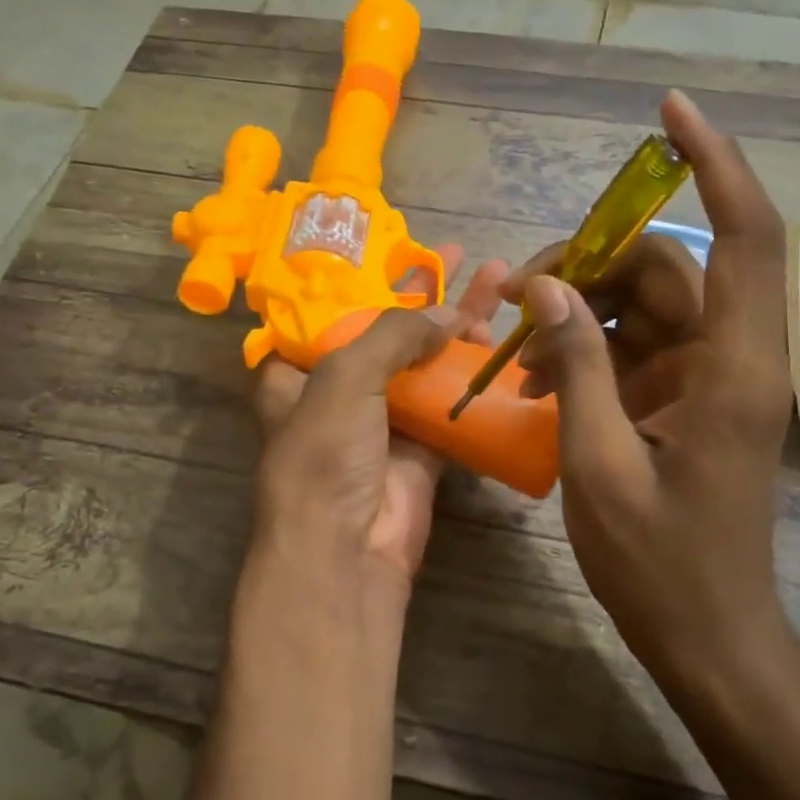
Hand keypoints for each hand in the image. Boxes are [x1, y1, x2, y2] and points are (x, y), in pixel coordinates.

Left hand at [251, 245, 507, 609]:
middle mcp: (338, 391)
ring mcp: (383, 419)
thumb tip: (445, 314)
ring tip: (500, 283)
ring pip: (424, 362)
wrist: (348, 550)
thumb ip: (392, 334)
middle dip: (423, 294)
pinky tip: (502, 339)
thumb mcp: (344, 377)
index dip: (363, 278)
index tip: (400, 248)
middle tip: (461, 256)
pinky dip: (474, 374)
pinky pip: (451, 401)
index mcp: (297, 372)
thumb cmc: (325, 455)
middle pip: (386, 332)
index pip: (329, 312)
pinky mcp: (422, 447)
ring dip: (458, 326)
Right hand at [506, 91, 795, 699]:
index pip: (743, 236)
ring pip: (644, 305)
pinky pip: (633, 347)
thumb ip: (577, 365)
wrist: (708, 637)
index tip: (670, 112)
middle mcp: (731, 358)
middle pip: (665, 268)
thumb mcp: (599, 462)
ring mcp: (708, 379)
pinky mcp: (686, 401)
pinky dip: (586, 351)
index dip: (715, 163)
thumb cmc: (660, 563)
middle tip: (516, 295)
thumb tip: (546, 286)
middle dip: (590, 264)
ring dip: (579, 312)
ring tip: (518, 352)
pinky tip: (538, 383)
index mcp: (733, 368)